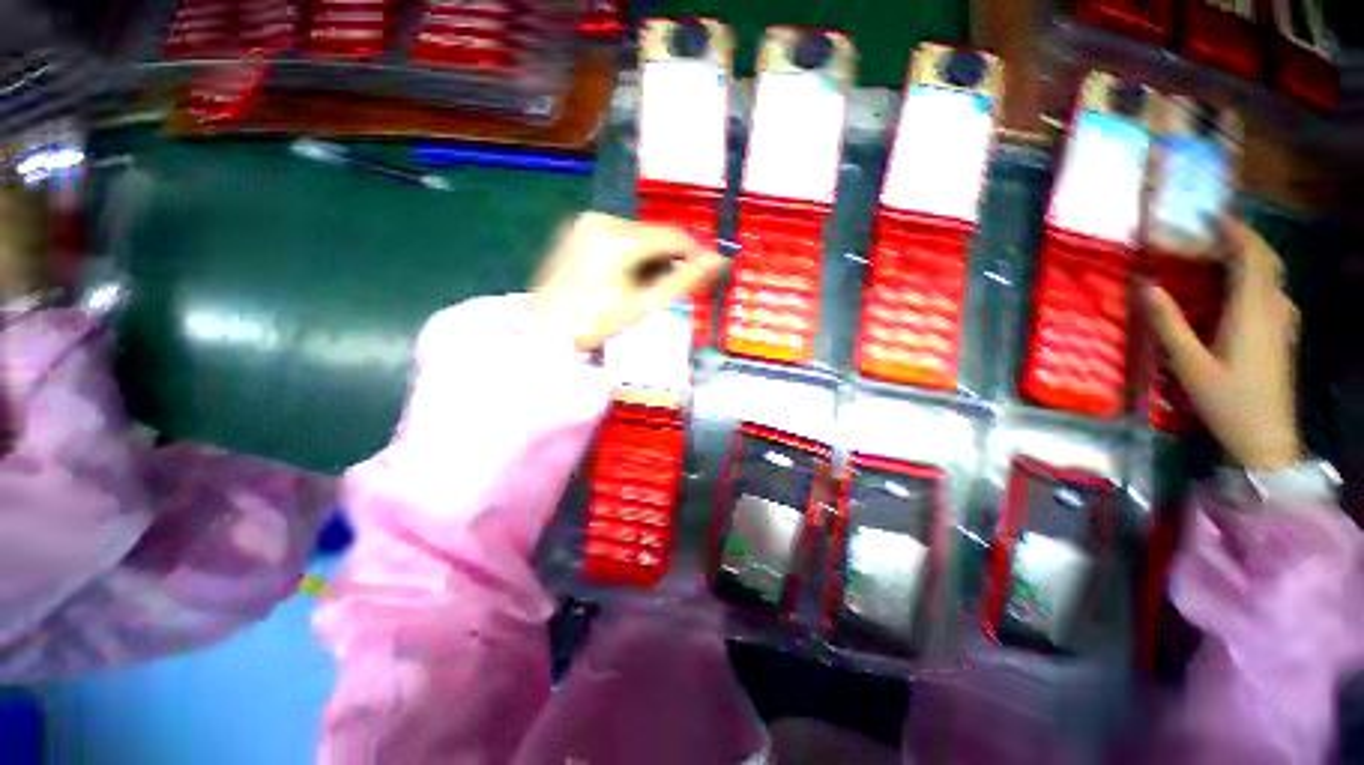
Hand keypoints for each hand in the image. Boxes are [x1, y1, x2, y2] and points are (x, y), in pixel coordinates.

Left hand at [531, 212, 723, 351]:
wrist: (545, 330)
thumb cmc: (596, 323)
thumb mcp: (645, 304)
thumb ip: (684, 281)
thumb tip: (718, 262)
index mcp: (619, 238)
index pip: (673, 236)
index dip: (697, 252)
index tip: (712, 270)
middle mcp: (603, 219)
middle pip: (655, 234)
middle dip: (674, 257)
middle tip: (685, 283)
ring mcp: (588, 223)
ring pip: (639, 235)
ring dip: (655, 256)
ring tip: (657, 285)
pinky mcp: (579, 230)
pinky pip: (620, 237)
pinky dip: (634, 253)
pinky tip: (633, 276)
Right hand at [1147, 217, 1300, 469]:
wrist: (1267, 438)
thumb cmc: (1227, 401)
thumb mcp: (1190, 365)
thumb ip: (1169, 323)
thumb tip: (1145, 285)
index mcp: (1252, 311)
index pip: (1252, 255)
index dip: (1235, 231)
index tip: (1211, 216)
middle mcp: (1273, 309)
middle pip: (1267, 261)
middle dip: (1244, 240)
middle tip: (1214, 232)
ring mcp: (1282, 323)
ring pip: (1273, 277)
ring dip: (1253, 258)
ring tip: (1225, 256)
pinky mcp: (1282, 336)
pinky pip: (1274, 294)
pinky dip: (1259, 279)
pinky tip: (1243, 291)